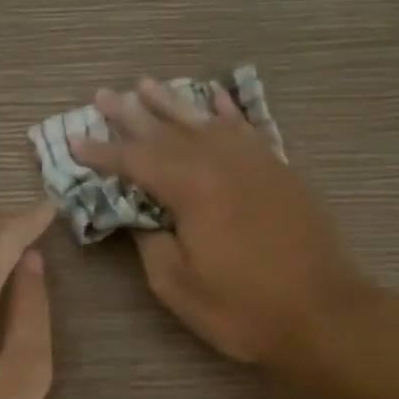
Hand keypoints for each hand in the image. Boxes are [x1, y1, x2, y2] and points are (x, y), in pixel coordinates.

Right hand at [70, 79, 371, 371]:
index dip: (102, 152)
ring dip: (173, 103)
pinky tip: (215, 99)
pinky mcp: (280, 170)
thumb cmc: (243, 308)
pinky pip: (247, 129)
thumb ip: (150, 241)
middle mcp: (221, 163)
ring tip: (147, 84)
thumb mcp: (178, 285)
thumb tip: (139, 214)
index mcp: (191, 189)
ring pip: (205, 122)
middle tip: (104, 96)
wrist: (324, 314)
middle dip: (131, 115)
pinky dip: (228, 112)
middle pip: (167, 131)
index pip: (135, 162)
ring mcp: (255, 162)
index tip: (75, 140)